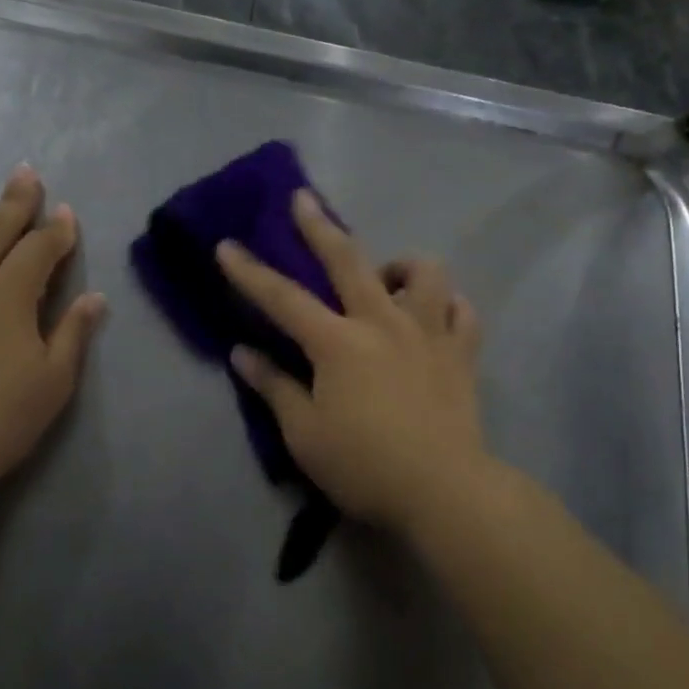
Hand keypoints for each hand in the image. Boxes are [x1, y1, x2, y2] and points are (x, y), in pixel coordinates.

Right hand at [216, 190, 490, 532]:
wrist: (443, 490)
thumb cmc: (364, 465)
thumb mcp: (305, 434)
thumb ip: (274, 387)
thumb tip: (242, 353)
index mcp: (338, 342)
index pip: (283, 299)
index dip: (249, 272)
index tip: (226, 245)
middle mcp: (383, 323)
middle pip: (348, 261)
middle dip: (320, 227)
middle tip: (304, 199)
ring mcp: (428, 332)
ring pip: (423, 273)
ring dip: (401, 265)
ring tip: (388, 278)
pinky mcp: (462, 353)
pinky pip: (462, 311)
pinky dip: (448, 304)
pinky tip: (437, 312)